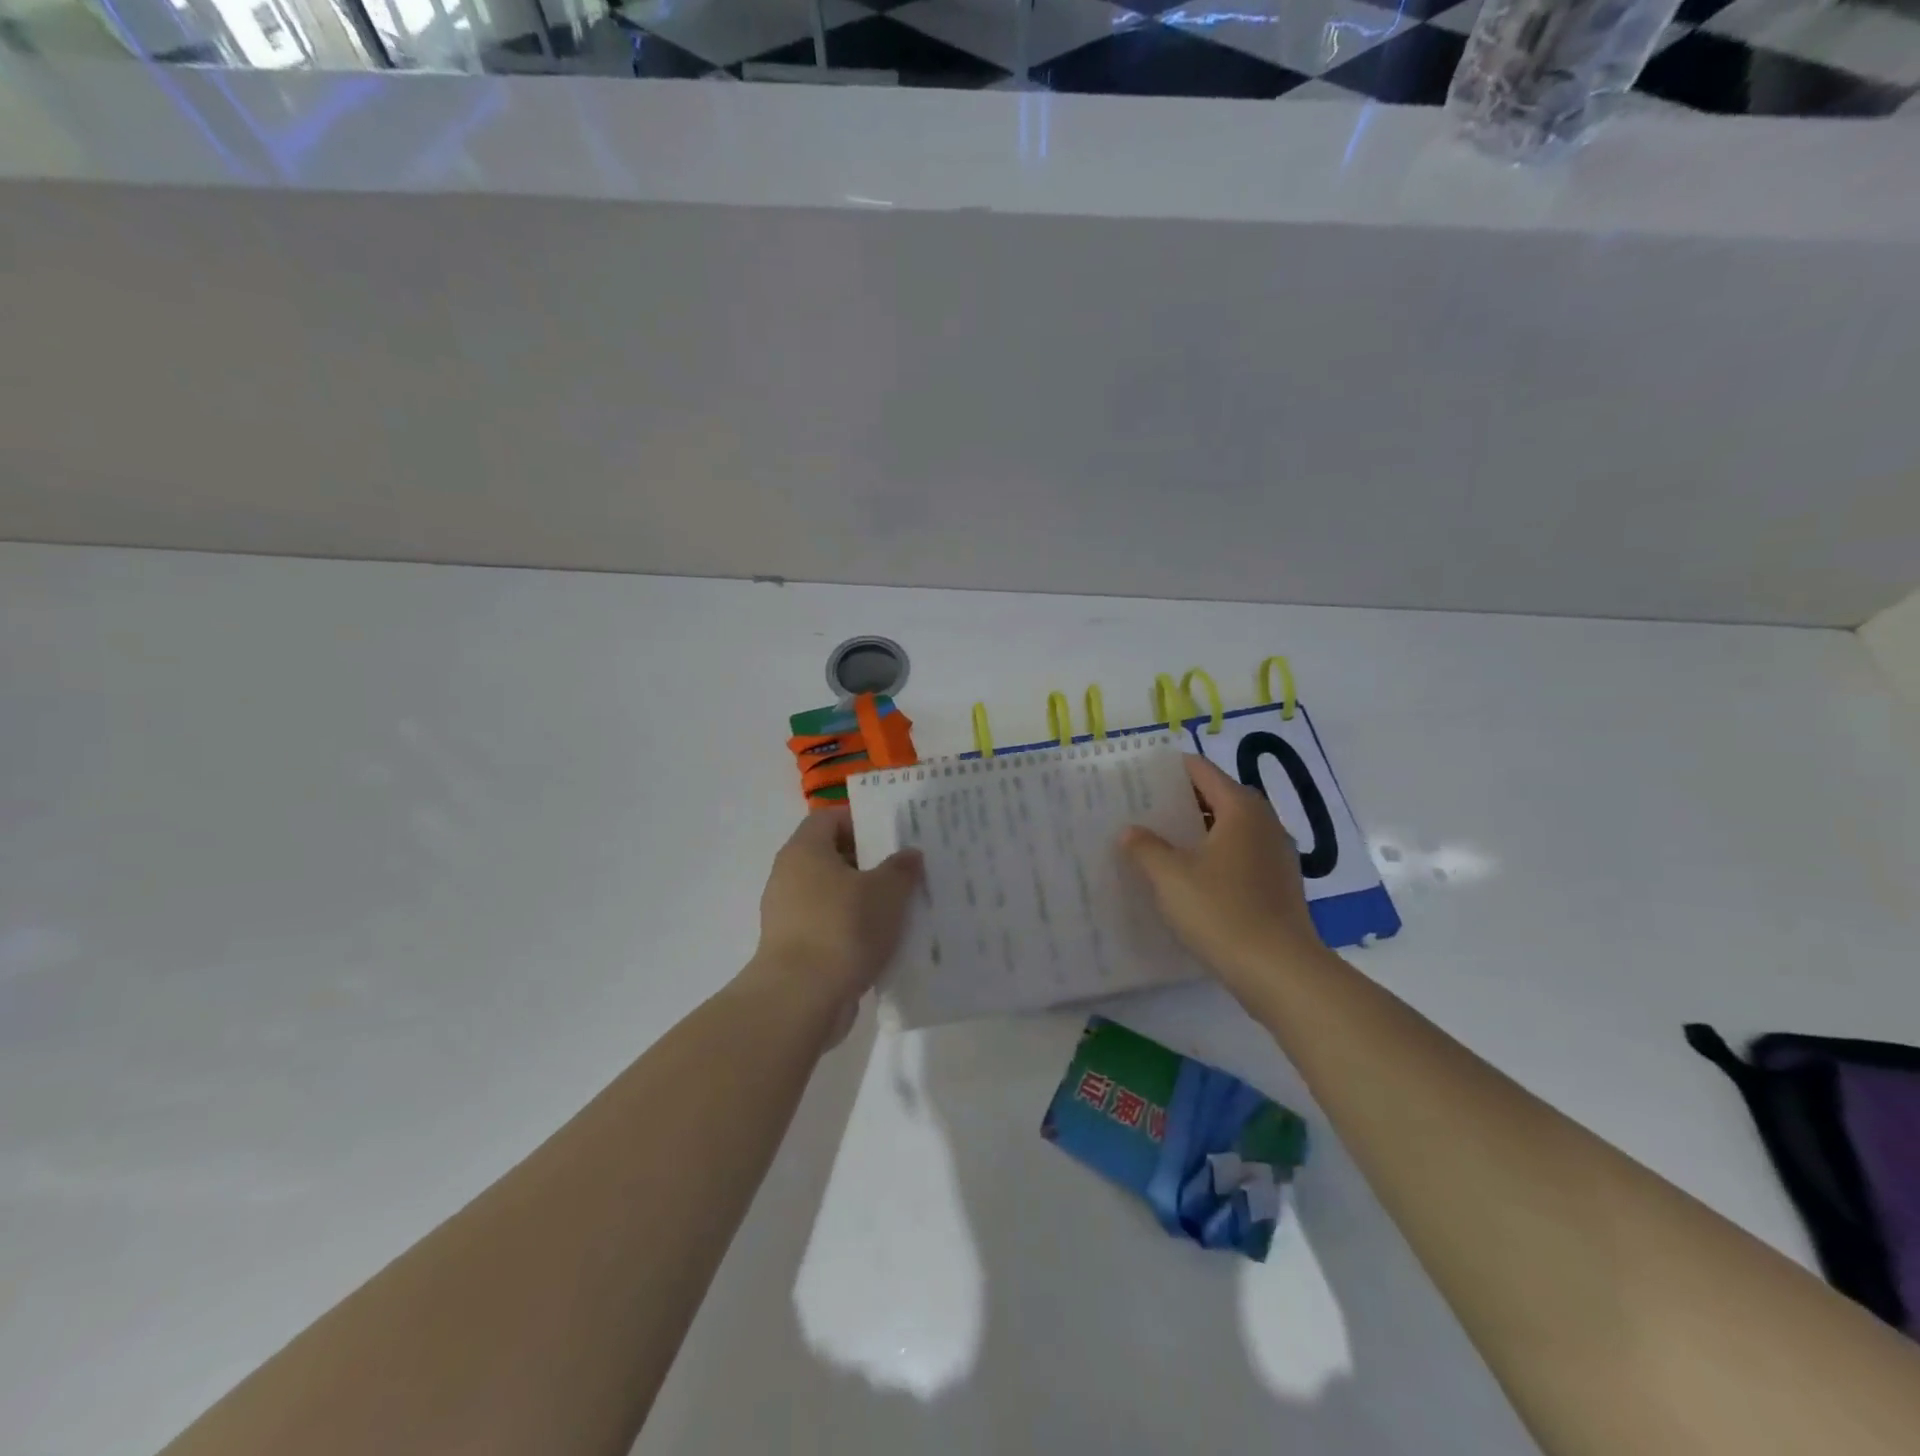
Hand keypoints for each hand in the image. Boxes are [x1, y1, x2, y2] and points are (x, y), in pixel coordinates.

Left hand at [743, 809, 921, 1039]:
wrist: (800, 998)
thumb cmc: (843, 928)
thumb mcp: (887, 892)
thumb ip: (901, 868)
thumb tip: (909, 854)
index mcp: (805, 850)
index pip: (829, 818)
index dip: (861, 821)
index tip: (892, 836)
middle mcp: (789, 876)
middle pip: (831, 856)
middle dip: (868, 862)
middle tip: (904, 871)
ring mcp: (787, 914)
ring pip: (831, 894)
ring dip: (862, 899)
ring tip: (900, 908)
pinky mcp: (792, 948)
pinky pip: (827, 926)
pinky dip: (851, 929)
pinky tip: (881, 942)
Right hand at [1120, 755, 1325, 1007]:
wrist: (1279, 971)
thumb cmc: (1221, 912)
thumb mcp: (1170, 877)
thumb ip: (1146, 847)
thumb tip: (1131, 831)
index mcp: (1241, 809)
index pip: (1202, 771)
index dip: (1171, 770)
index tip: (1139, 776)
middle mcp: (1264, 823)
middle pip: (1218, 798)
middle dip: (1180, 801)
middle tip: (1142, 810)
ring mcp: (1276, 855)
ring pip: (1230, 829)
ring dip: (1197, 832)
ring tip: (1159, 843)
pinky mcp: (1279, 885)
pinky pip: (1240, 856)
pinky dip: (1214, 857)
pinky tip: (1189, 878)